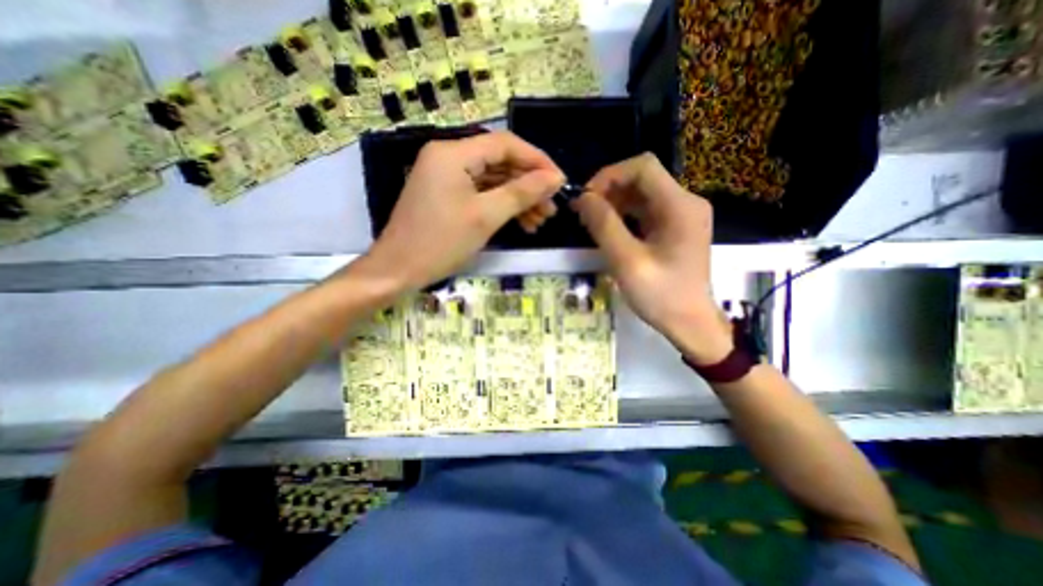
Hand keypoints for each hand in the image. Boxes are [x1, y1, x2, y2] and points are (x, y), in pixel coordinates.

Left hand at [363, 130, 567, 289]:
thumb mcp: (486, 216)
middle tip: (551, 208)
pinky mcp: (446, 194)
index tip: (559, 182)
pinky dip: (501, 206)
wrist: (398, 270)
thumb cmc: (441, 242)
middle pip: (500, 162)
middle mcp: (448, 157)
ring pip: (493, 180)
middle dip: (529, 185)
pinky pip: (481, 193)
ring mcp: (446, 176)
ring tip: (539, 221)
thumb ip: (522, 193)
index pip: (505, 144)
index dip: (537, 160)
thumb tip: (555, 178)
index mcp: (453, 153)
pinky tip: (520, 222)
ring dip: (518, 198)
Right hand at [570, 154, 730, 362]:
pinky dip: (623, 214)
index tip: (586, 198)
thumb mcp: (627, 262)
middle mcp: (685, 203)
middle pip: (642, 178)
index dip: (609, 175)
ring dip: (613, 202)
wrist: (690, 324)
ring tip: (590, 221)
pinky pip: (645, 210)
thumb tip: (583, 198)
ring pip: (641, 194)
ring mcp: (681, 215)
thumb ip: (604, 226)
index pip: (643, 167)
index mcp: (680, 206)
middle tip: (583, 212)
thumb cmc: (661, 296)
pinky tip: (607, 228)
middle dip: (608, 190)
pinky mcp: (674, 227)